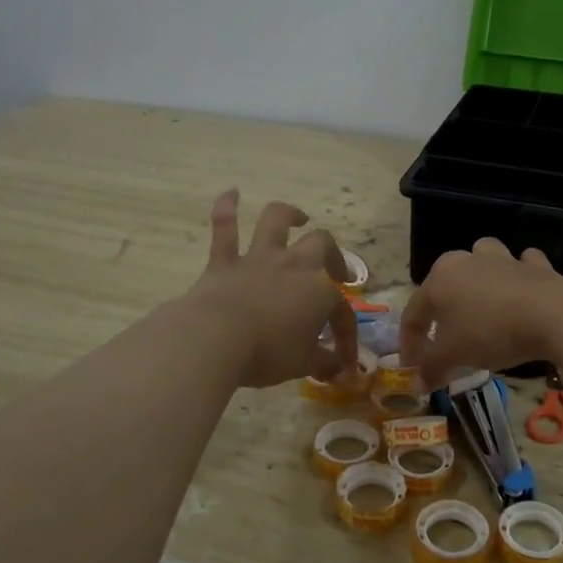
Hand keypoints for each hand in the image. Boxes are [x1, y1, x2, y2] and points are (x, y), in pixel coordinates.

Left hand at [183, 189, 357, 388]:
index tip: (343, 360)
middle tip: (335, 271)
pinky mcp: (223, 261)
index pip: (342, 311)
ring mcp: (258, 258)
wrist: (216, 338)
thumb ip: (323, 363)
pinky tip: (231, 193)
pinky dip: (227, 207)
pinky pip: (224, 226)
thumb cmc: (267, 352)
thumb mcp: (302, 364)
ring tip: (298, 217)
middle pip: (322, 245)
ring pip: (276, 221)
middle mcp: (293, 265)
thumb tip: (339, 370)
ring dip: (289, 214)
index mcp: (320, 291)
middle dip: (332, 255)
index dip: (346, 335)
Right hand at [399, 238, 562, 387]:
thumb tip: (419, 381)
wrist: (551, 314)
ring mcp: (502, 259)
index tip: (412, 368)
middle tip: (444, 336)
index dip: (409, 343)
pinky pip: (522, 266)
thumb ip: (432, 367)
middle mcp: (466, 260)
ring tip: (482, 302)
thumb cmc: (490, 332)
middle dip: (441, 309)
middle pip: (445, 282)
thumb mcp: (454, 355)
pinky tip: (522, 294)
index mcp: (439, 279)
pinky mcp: (535, 265)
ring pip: (482, 260)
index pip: (413, 313)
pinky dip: (520, 277)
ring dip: (479, 277)